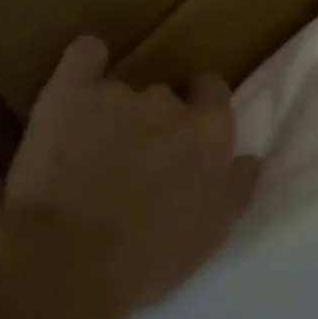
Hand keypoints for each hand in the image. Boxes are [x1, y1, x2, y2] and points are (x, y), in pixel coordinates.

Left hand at [0, 36, 261, 318]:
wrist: (66, 262)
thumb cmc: (148, 257)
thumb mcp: (212, 232)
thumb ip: (237, 187)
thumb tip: (251, 158)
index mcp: (209, 132)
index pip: (214, 92)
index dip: (201, 106)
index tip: (186, 132)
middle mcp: (169, 103)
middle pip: (166, 96)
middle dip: (153, 120)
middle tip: (134, 160)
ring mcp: (118, 93)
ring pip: (121, 91)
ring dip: (112, 113)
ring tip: (88, 152)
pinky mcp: (70, 92)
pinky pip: (83, 56)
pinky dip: (85, 62)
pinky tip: (80, 78)